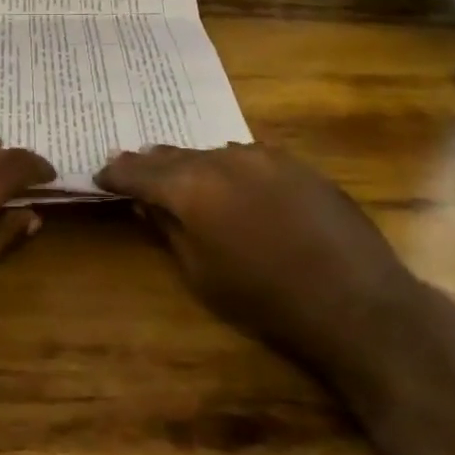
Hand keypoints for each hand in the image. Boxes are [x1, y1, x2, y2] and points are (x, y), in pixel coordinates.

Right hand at [97, 144, 418, 361]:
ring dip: (192, 164)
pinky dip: (228, 167)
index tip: (100, 175)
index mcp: (192, 187)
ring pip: (212, 153)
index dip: (117, 174)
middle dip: (150, 163)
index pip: (140, 172)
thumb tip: (147, 206)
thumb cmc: (266, 299)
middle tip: (129, 165)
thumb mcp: (202, 274)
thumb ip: (169, 231)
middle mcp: (223, 158)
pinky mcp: (295, 163)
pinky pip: (248, 157)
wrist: (355, 300)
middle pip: (175, 156)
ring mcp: (264, 156)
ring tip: (177, 171)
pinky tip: (230, 180)